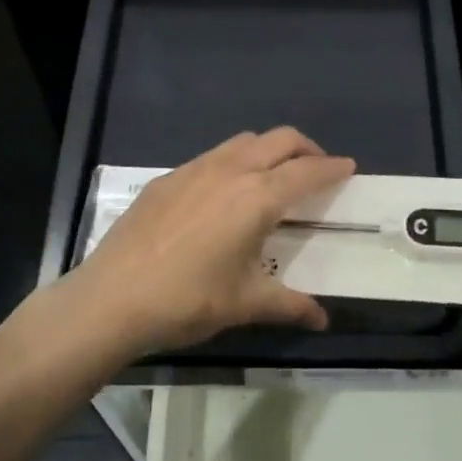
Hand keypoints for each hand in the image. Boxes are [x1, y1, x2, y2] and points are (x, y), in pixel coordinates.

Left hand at [67, 128, 354, 357]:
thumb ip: (288, 305)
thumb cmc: (188, 300)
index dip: (332, 168)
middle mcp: (229, 171)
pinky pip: (211, 156)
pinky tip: (224, 194)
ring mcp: (193, 170)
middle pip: (279, 140)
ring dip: (268, 150)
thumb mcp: (244, 303)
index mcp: (257, 198)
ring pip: (243, 141)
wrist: (112, 297)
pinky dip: (233, 162)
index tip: (349, 167)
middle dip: (305, 148)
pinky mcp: (166, 179)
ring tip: (273, 176)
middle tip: (316, 169)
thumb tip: (321, 321)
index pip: (306, 171)